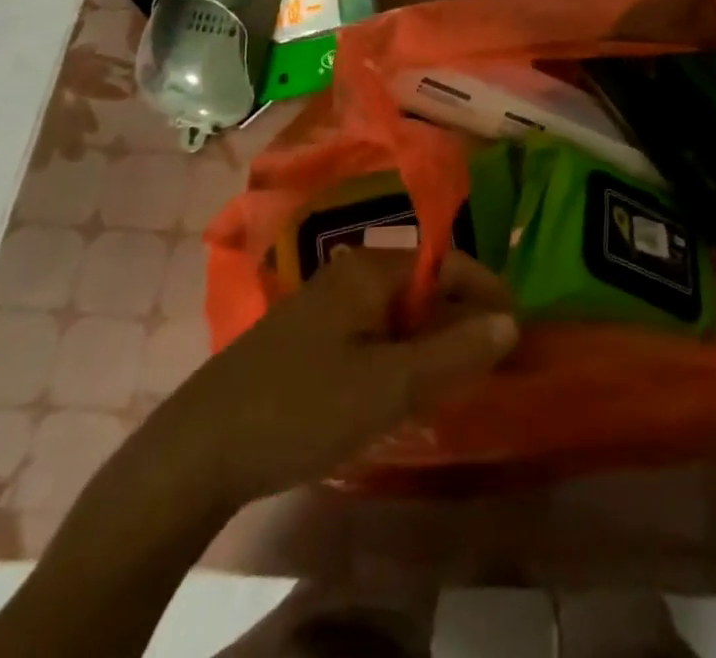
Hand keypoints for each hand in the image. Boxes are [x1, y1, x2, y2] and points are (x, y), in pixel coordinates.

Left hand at [184, 248, 518, 504]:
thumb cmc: (303, 407)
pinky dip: (397, 355)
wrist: (198, 451)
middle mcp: (350, 273)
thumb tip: (510, 322)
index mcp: (372, 269)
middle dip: (459, 320)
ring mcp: (324, 305)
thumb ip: (454, 352)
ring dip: (429, 341)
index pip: (447, 264)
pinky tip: (399, 390)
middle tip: (487, 363)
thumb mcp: (390, 385)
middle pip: (422, 287)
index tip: (517, 329)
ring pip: (396, 313)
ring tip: (453, 380)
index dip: (486, 292)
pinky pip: (371, 333)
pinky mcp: (307, 337)